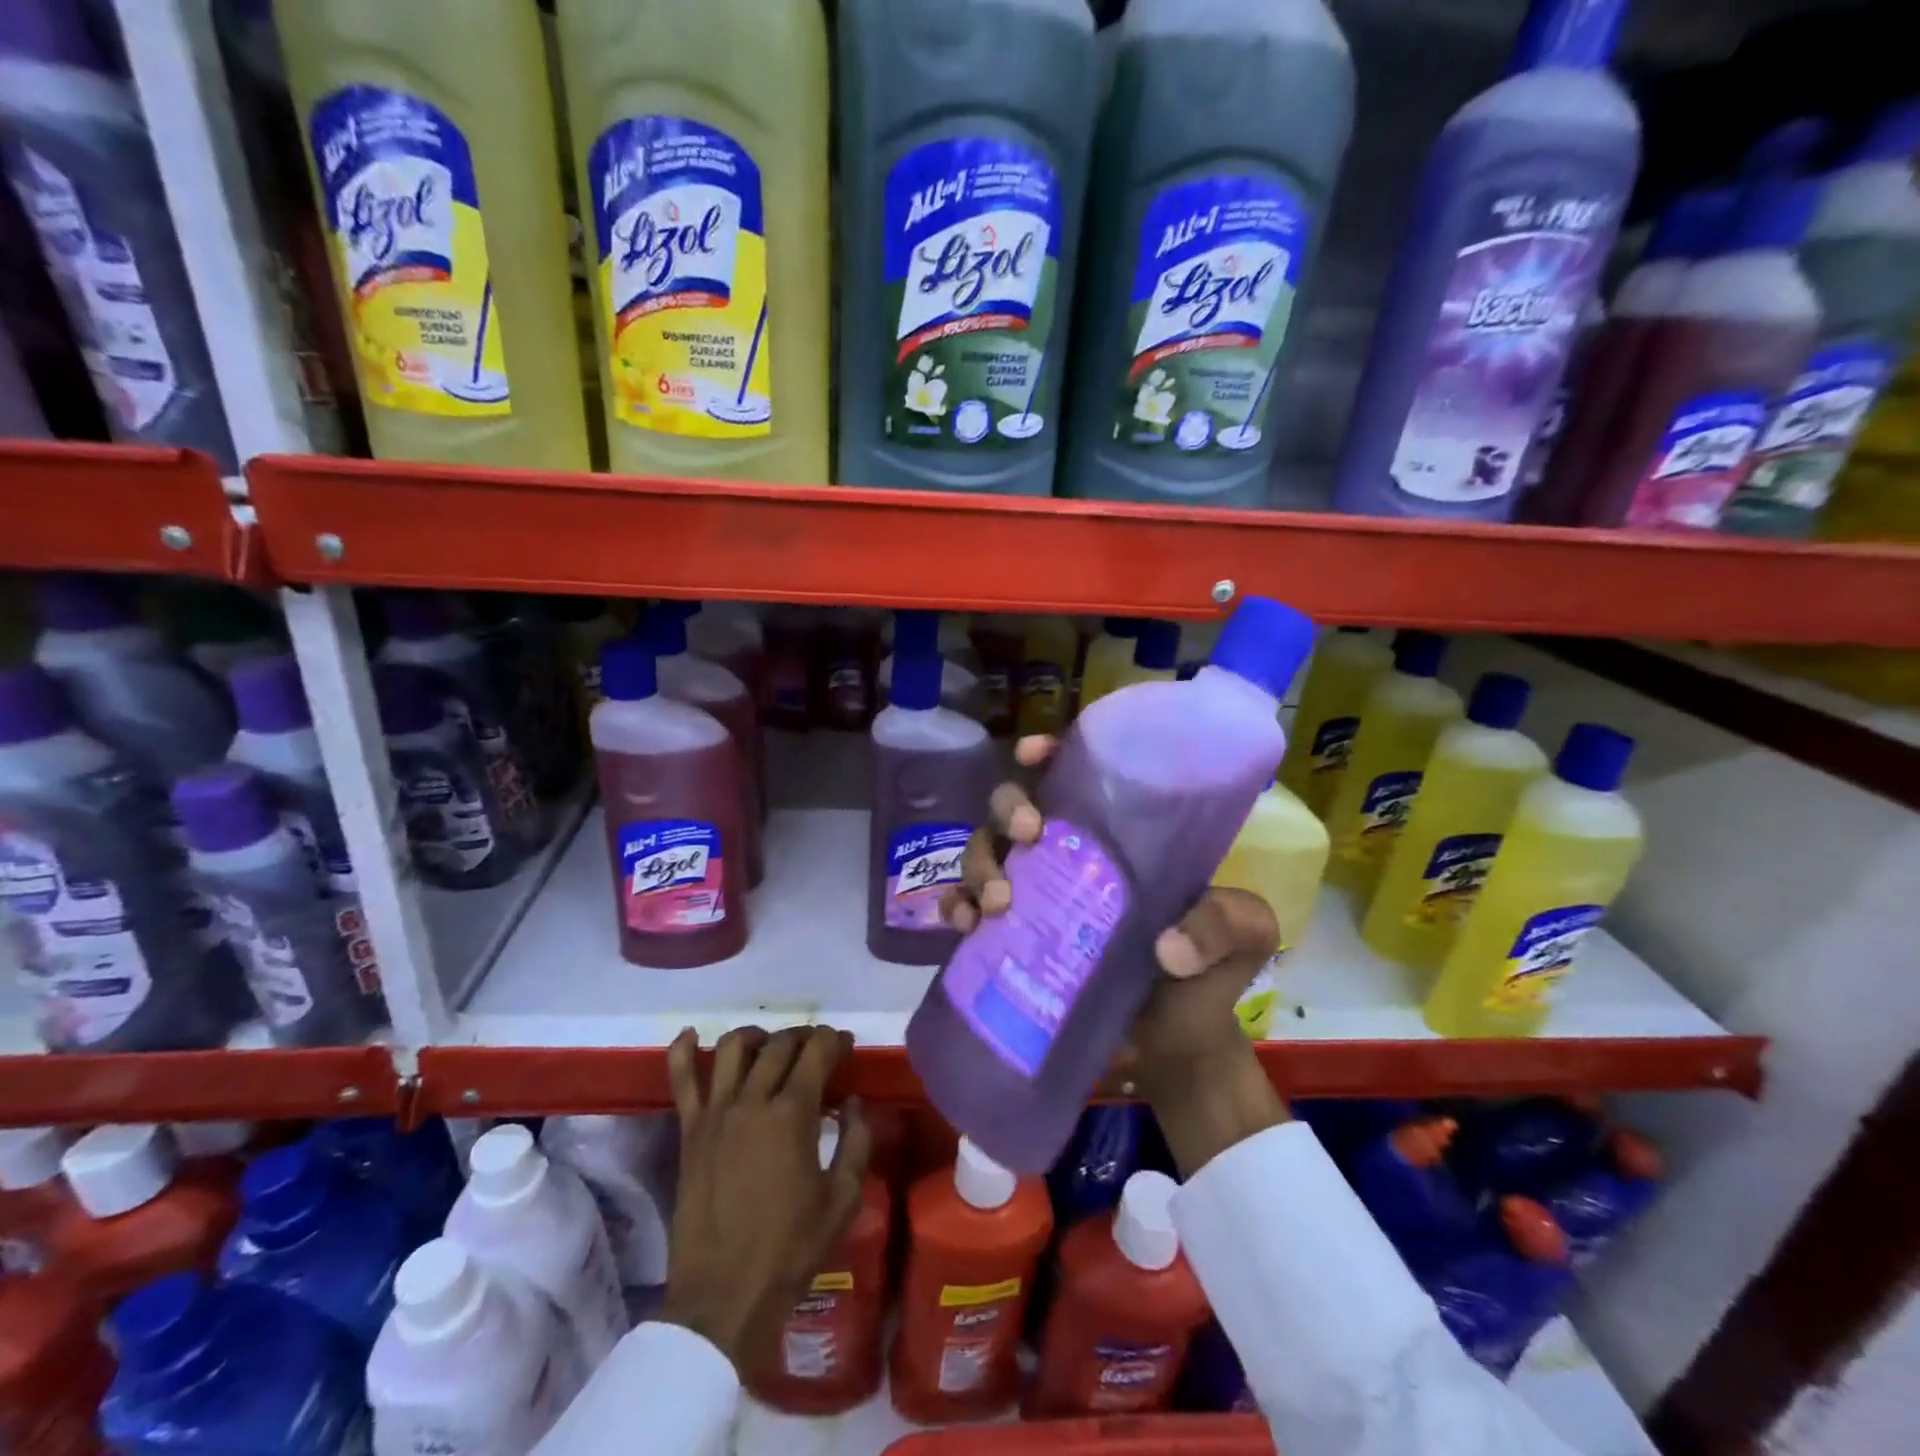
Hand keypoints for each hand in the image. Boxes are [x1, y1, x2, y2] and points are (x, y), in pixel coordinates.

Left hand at [658, 1026, 872, 1376]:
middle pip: (780, 1044)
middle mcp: (752, 1100)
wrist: (723, 1299)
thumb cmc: (790, 1249)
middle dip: (804, 1037)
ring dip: (758, 1036)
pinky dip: (684, 1051)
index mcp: (792, 1114)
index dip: (834, 1040)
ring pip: (734, 1048)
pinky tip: (692, 1035)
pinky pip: (682, 1080)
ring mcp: (715, 1113)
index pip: (816, 1051)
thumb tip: (852, 1102)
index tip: (845, 1045)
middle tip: (818, 1049)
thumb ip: (856, 1141)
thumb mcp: (842, 1198)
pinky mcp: (689, 1132)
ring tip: (770, 1045)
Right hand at [942, 736, 1287, 1174]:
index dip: (1049, 755)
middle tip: (1027, 836)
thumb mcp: (1242, 938)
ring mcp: (1036, 896)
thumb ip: (1224, 925)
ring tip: (999, 904)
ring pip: (986, 851)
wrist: (1176, 1049)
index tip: (1032, 755)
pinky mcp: (1012, 938)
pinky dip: (957, 908)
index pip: (1077, 777)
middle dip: (1008, 809)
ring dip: (979, 865)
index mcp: (1118, 838)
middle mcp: (1069, 857)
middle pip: (1016, 808)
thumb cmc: (1208, 978)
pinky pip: (968, 908)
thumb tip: (1167, 948)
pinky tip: (965, 926)